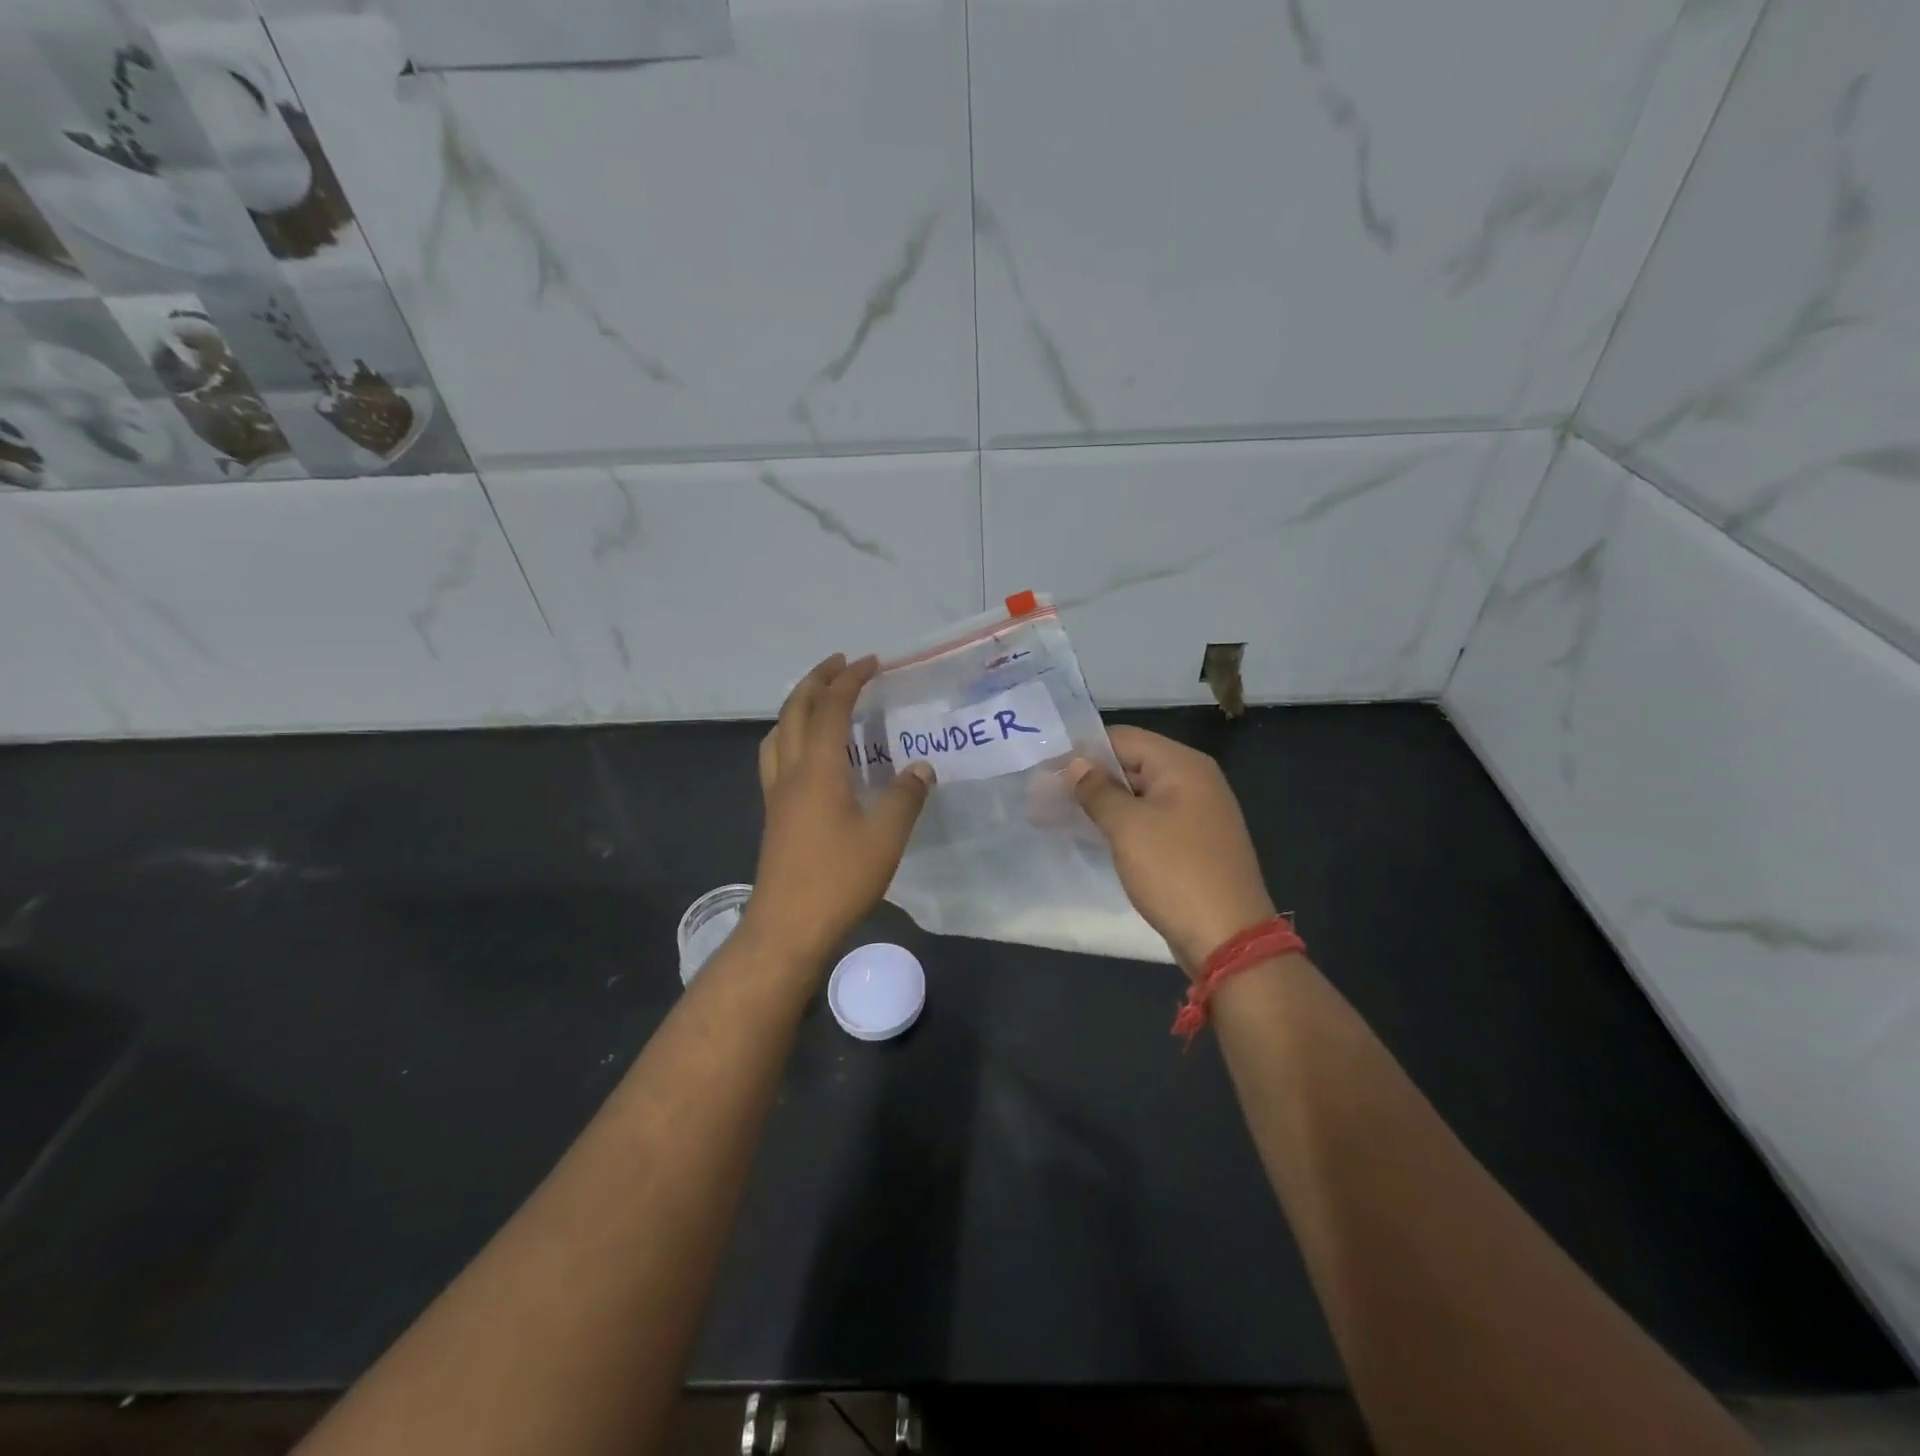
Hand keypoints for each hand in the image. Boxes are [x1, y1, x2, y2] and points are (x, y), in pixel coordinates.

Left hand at [743, 654, 933, 964]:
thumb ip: (905, 797)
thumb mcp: (886, 837)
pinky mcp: (773, 814)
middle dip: (817, 680)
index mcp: (818, 769)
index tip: (872, 662)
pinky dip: (789, 736)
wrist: (788, 926)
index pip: (832, 708)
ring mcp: (776, 794)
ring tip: (818, 700)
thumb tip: (921, 768)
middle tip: (840, 664)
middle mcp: (791, 772)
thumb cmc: (838, 879)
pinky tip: (805, 754)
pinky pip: (775, 757)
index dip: (851, 680)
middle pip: (795, 710)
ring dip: (797, 706)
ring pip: (778, 733)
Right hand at [1069, 727, 1275, 976]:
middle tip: (1042, 796)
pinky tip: (1090, 835)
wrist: (1228, 938)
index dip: (1081, 751)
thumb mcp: (1128, 827)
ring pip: (1138, 795)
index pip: (1123, 739)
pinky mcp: (1192, 843)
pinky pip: (1149, 821)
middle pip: (1131, 764)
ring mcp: (1196, 813)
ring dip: (1100, 803)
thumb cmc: (1175, 872)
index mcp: (1182, 765)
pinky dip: (1120, 824)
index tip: (1045, 770)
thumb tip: (1077, 764)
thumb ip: (1097, 790)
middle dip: (1087, 779)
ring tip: (1055, 815)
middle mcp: (1194, 781)